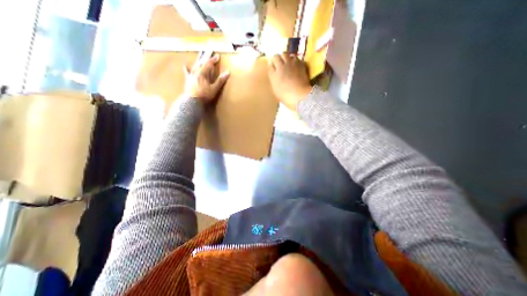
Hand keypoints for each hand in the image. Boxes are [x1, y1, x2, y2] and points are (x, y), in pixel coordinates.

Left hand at [184, 54, 229, 102]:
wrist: (192, 101)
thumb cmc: (204, 95)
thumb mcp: (214, 89)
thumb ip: (220, 80)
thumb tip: (227, 72)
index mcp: (202, 73)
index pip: (209, 63)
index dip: (213, 59)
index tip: (217, 55)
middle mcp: (196, 71)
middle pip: (201, 61)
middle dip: (206, 56)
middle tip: (209, 49)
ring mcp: (191, 75)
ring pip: (195, 64)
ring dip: (199, 59)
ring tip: (201, 53)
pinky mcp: (188, 79)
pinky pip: (187, 71)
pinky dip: (187, 68)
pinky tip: (185, 65)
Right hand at [269, 53, 312, 110]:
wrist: (300, 95)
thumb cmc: (286, 96)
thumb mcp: (275, 90)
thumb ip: (273, 78)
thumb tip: (272, 69)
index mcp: (274, 74)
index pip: (270, 64)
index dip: (271, 64)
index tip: (272, 67)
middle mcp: (281, 66)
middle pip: (277, 56)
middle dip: (277, 58)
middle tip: (278, 63)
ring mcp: (291, 64)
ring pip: (286, 54)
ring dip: (285, 57)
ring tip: (286, 62)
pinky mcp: (300, 64)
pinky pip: (295, 57)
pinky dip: (293, 59)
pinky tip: (294, 64)